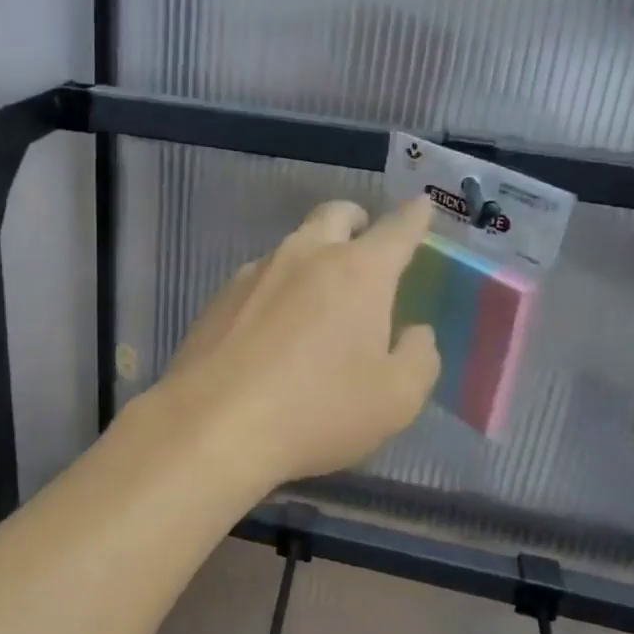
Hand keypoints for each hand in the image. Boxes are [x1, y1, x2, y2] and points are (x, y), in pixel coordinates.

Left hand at [148, 198, 440, 492]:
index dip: (415, 216)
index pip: (397, 229)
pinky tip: (271, 328)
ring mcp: (254, 274)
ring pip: (292, 246)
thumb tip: (415, 332)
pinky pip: (258, 279)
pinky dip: (276, 289)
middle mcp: (304, 256)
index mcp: (358, 271)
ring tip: (317, 298)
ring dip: (312, 257)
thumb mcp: (396, 398)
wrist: (212, 426)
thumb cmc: (318, 410)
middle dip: (356, 221)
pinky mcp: (218, 298)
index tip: (421, 207)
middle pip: (335, 215)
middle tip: (365, 244)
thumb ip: (418, 357)